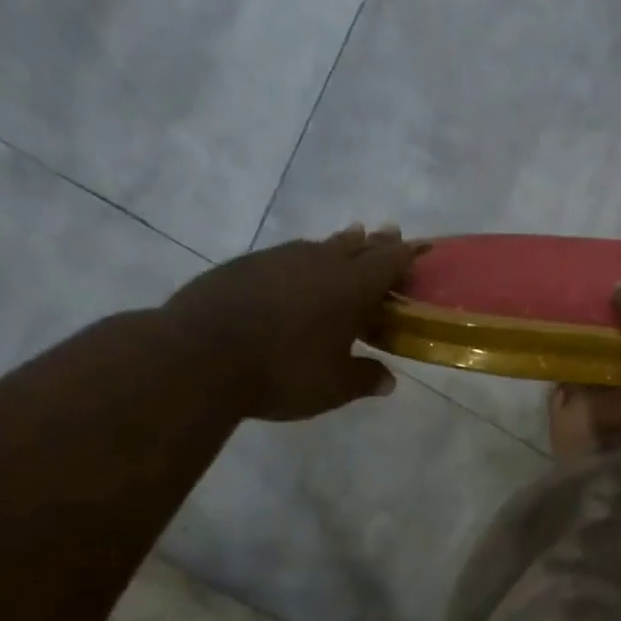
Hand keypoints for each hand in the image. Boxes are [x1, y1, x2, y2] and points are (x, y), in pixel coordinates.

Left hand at [162, 225, 424, 421]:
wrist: (197, 356)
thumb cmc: (281, 372)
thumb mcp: (333, 387)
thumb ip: (365, 379)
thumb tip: (388, 381)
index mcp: (350, 287)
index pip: (389, 262)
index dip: (409, 255)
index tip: (423, 247)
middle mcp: (318, 263)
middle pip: (357, 245)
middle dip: (377, 242)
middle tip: (390, 233)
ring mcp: (277, 259)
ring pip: (318, 246)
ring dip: (339, 245)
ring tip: (349, 241)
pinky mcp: (243, 266)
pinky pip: (286, 256)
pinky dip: (302, 260)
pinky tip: (296, 272)